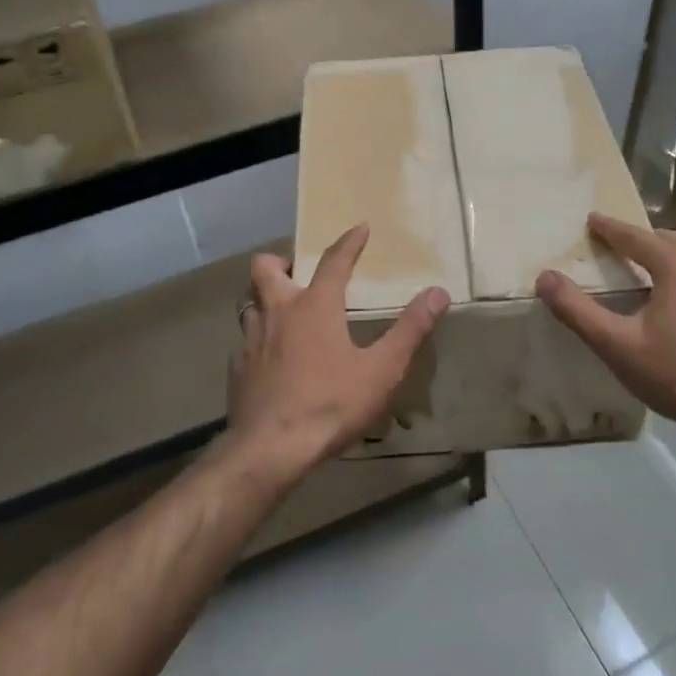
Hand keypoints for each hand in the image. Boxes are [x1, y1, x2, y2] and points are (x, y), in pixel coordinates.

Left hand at [226, 224, 450, 484]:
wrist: (271, 448)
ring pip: (249, 302)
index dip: (349, 242)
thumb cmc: (331, 404)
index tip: (360, 228)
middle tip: (299, 272)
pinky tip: (271, 359)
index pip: (334, 261)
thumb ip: (410, 329)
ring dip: (264, 299)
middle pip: (266, 268)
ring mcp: (251, 340)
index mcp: (315, 306)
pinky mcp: (237, 368)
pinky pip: (244, 340)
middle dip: (282, 261)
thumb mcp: (382, 370)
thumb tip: (438, 293)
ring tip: (283, 312)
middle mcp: (278, 312)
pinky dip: (258, 339)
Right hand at [535, 214, 675, 457]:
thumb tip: (544, 277)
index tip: (591, 219)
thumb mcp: (617, 346)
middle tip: (614, 244)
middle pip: (668, 241)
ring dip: (666, 256)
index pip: (636, 236)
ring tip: (644, 268)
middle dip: (640, 239)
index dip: (610, 228)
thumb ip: (578, 310)